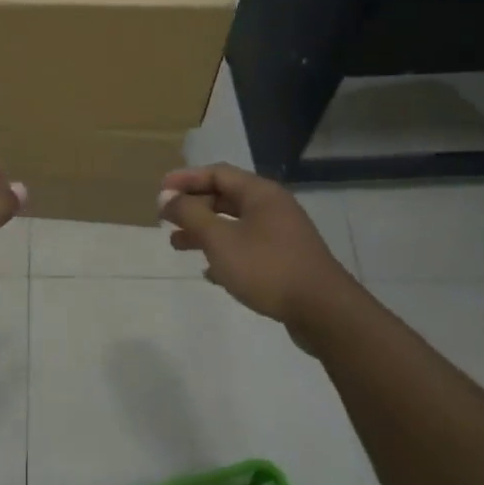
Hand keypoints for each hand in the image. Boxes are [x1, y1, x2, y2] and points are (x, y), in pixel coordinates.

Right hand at [159, 164, 355, 341]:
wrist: (323, 311)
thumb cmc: (267, 267)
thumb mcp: (220, 239)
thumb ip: (190, 214)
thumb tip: (166, 197)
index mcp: (260, 193)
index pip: (217, 173)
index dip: (186, 179)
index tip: (160, 191)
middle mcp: (273, 208)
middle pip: (226, 198)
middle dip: (193, 207)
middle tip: (166, 219)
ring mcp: (282, 235)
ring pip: (235, 225)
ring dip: (205, 232)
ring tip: (177, 245)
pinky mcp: (285, 261)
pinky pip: (247, 248)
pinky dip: (224, 253)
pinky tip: (209, 272)